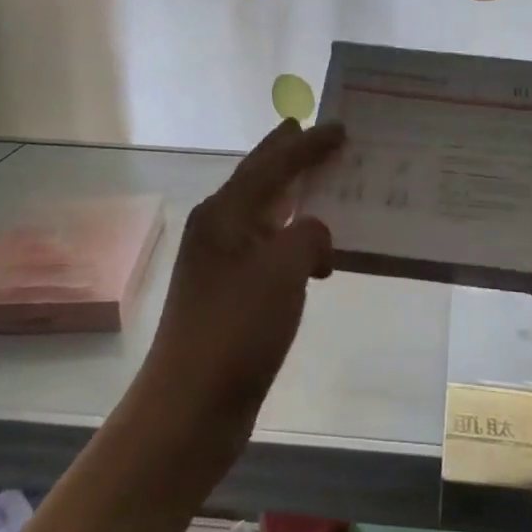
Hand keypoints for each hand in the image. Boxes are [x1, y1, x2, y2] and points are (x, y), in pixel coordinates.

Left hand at [139, 119, 344, 436]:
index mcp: (225, 213)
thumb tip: (316, 234)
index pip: (272, 164)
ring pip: (265, 214)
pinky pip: (270, 248)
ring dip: (296, 199)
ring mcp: (221, 261)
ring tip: (327, 187)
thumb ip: (308, 235)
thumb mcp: (283, 271)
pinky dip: (296, 242)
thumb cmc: (236, 329)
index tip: (340, 127)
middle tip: (314, 132)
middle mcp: (218, 228)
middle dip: (288, 156)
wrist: (191, 404)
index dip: (308, 144)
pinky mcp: (231, 292)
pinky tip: (320, 258)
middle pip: (259, 179)